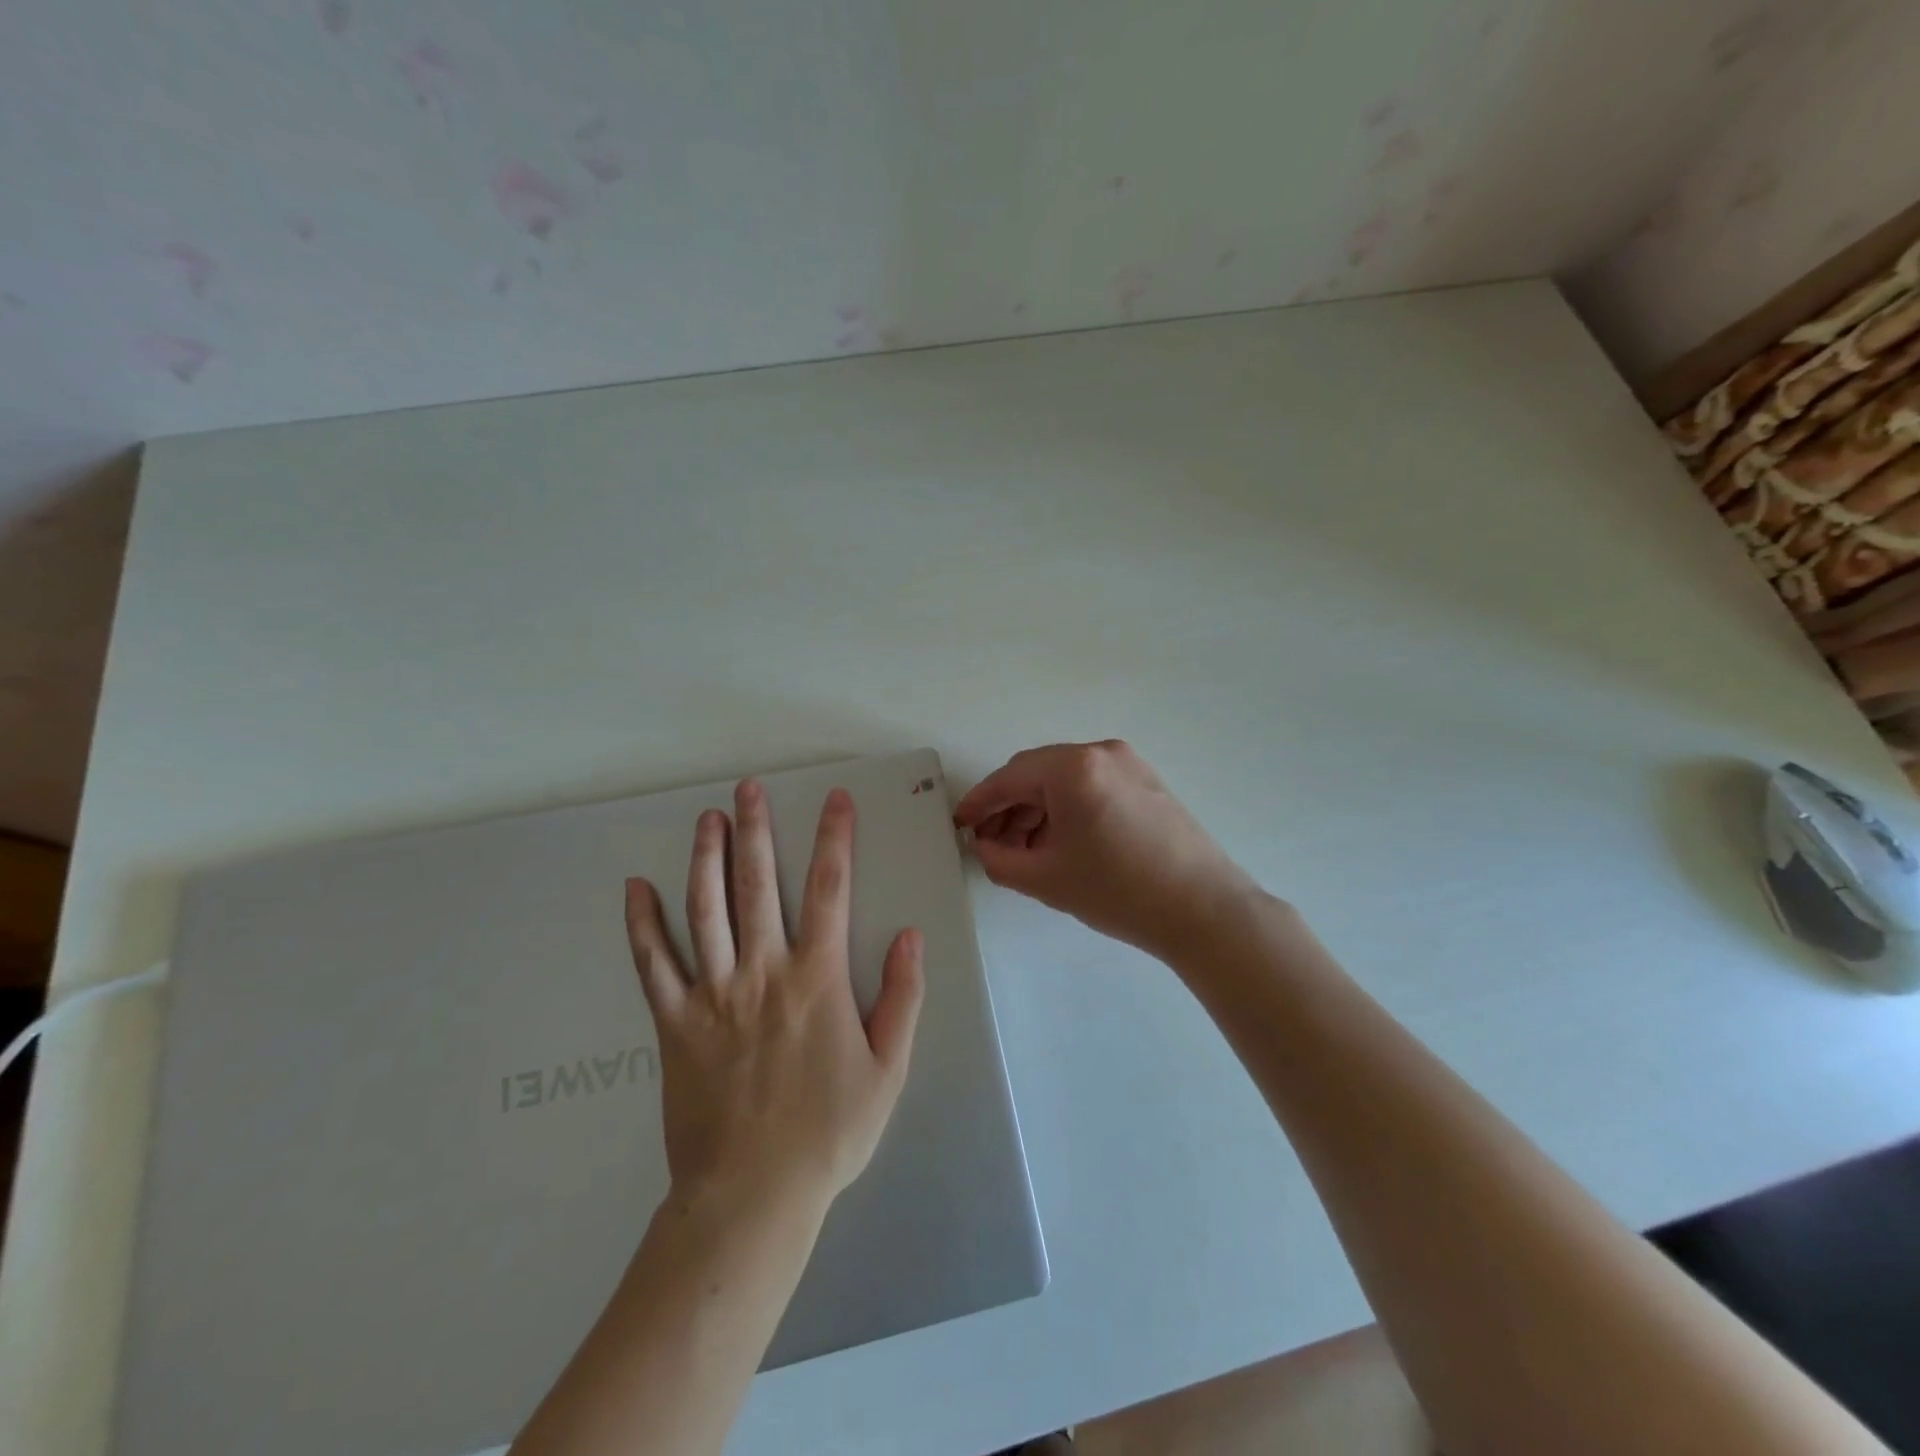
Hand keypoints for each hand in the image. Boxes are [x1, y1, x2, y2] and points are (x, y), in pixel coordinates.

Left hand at [623, 780, 924, 1212]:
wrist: (752, 1196)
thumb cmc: (829, 1132)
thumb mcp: (887, 1069)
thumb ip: (901, 997)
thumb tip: (909, 934)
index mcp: (817, 978)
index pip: (831, 890)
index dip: (835, 839)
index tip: (835, 800)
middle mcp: (764, 971)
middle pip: (759, 885)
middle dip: (756, 830)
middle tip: (749, 788)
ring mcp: (713, 994)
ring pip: (705, 910)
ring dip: (706, 859)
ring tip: (706, 819)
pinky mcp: (675, 1023)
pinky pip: (654, 965)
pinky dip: (642, 925)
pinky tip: (635, 890)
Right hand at [954, 740, 1256, 958]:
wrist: (1203, 910)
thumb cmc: (1118, 891)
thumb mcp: (1045, 879)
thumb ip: (998, 858)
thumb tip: (983, 844)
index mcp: (1073, 768)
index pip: (1009, 778)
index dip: (979, 802)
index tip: (959, 823)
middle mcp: (1101, 752)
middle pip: (1036, 774)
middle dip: (1008, 807)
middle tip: (990, 842)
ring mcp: (1129, 764)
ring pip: (1064, 780)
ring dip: (1037, 809)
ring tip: (1024, 850)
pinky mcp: (1146, 781)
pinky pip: (1091, 786)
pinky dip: (1067, 808)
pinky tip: (1060, 842)